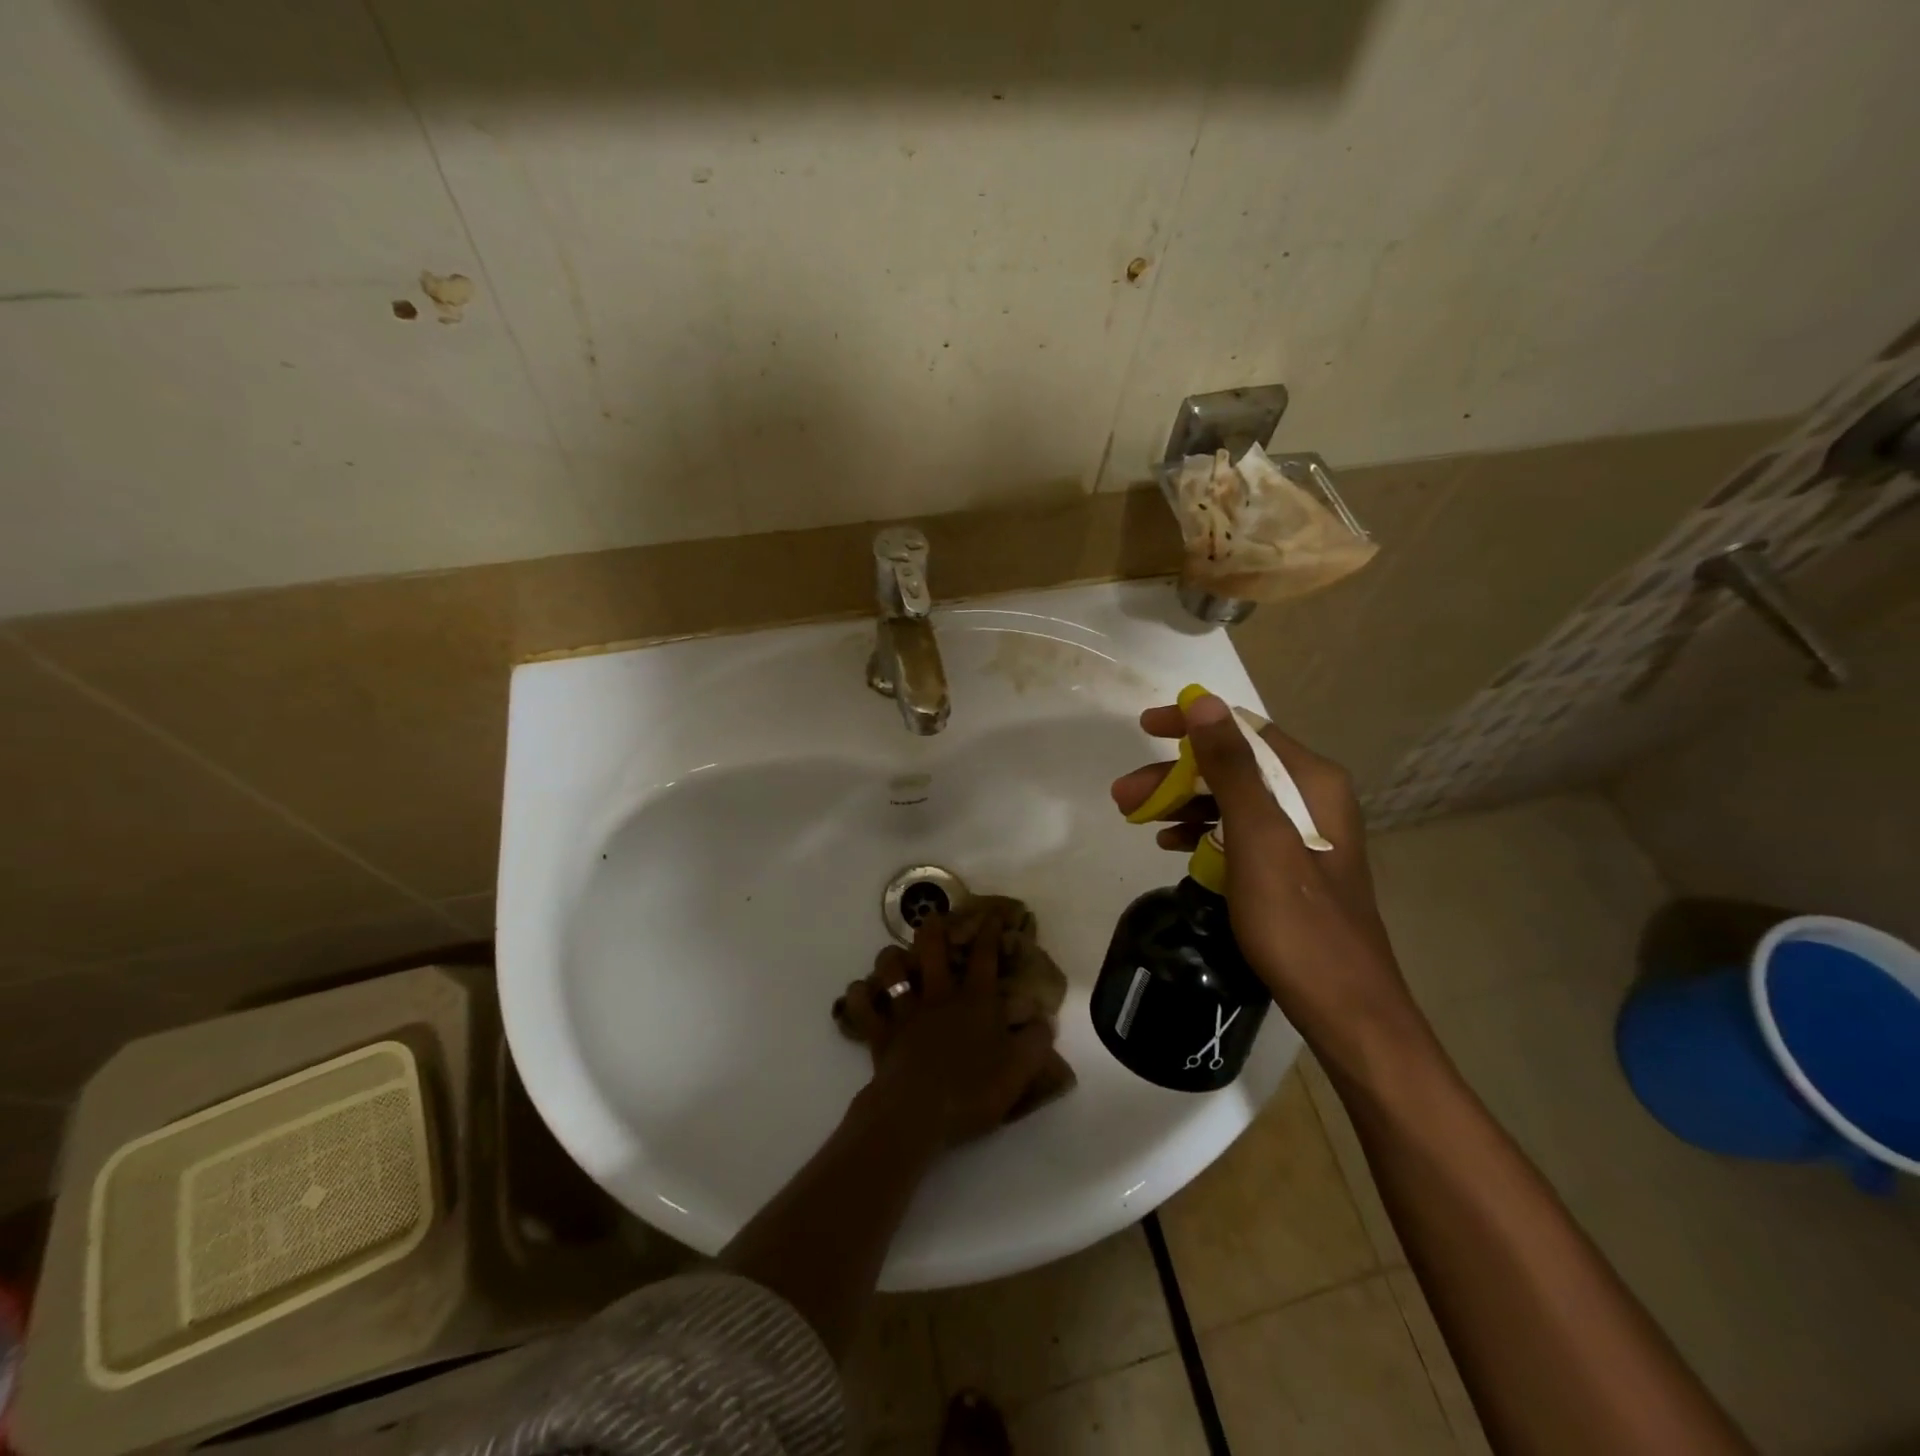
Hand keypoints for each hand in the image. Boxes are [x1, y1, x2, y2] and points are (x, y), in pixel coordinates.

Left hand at [843, 909, 1059, 1148]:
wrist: (918, 1112)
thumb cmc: (972, 1090)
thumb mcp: (1019, 1069)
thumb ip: (1035, 1041)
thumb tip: (1042, 1019)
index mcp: (975, 1001)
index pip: (985, 957)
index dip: (989, 932)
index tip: (991, 914)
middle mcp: (939, 996)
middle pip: (932, 949)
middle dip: (933, 928)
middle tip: (932, 918)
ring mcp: (905, 1012)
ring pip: (891, 970)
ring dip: (890, 958)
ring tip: (892, 956)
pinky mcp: (880, 1032)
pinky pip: (862, 1006)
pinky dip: (858, 996)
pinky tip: (860, 992)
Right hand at [1110, 693, 1416, 1054]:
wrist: (1344, 1008)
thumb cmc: (1298, 922)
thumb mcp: (1258, 838)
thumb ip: (1232, 768)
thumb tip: (1204, 702)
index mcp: (1311, 782)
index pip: (1244, 730)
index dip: (1192, 725)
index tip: (1144, 728)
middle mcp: (1310, 798)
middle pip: (1233, 766)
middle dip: (1174, 775)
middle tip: (1123, 796)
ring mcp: (1301, 834)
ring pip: (1230, 800)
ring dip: (1181, 804)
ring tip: (1135, 819)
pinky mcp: (1288, 866)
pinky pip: (1237, 832)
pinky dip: (1201, 832)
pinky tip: (1171, 844)